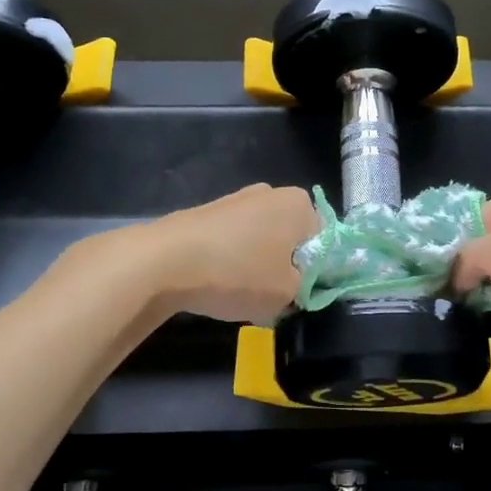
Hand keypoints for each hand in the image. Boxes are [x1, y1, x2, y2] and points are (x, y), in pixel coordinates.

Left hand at [139, 184, 318, 323]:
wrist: (165, 261)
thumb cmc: (238, 273)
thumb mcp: (287, 293)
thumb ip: (305, 288)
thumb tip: (297, 285)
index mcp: (299, 204)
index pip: (325, 240)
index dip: (317, 272)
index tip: (301, 295)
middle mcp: (270, 193)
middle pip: (291, 238)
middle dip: (286, 266)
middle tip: (274, 297)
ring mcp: (235, 200)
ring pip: (260, 242)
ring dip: (257, 266)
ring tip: (240, 294)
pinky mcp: (206, 214)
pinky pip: (232, 243)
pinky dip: (230, 262)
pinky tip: (216, 285)